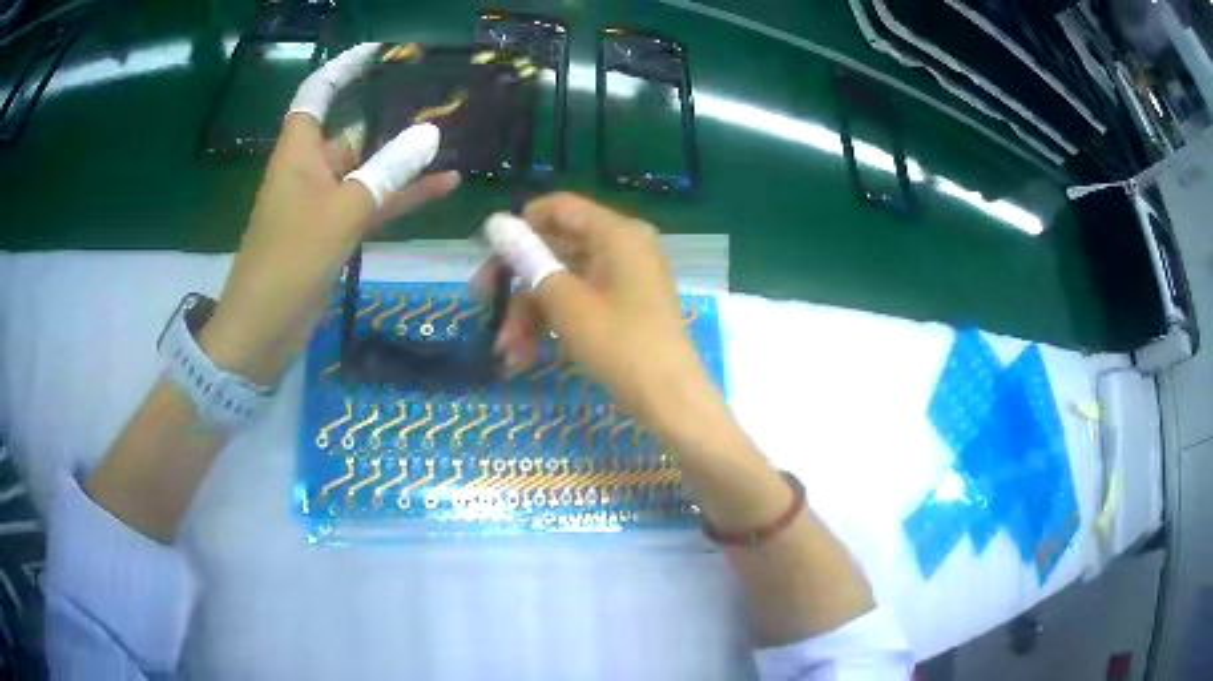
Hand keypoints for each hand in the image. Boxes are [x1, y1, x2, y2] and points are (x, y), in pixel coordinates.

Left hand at [199, 44, 459, 384]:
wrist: (264, 331)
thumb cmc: (289, 262)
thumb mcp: (342, 212)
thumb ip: (387, 172)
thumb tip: (430, 134)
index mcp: (298, 153)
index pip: (318, 94)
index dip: (343, 70)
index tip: (378, 53)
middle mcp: (309, 170)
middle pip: (352, 132)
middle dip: (392, 119)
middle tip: (442, 103)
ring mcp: (322, 202)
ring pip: (367, 171)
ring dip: (404, 164)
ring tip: (452, 145)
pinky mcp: (332, 232)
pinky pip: (370, 204)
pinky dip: (399, 199)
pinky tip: (441, 189)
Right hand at [488, 193, 714, 431]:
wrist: (671, 401)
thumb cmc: (619, 344)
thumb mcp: (566, 303)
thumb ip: (528, 260)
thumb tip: (495, 223)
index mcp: (617, 233)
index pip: (559, 208)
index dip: (520, 226)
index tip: (488, 253)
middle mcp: (624, 247)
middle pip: (557, 249)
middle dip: (518, 283)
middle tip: (481, 304)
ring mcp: (626, 278)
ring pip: (564, 283)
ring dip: (530, 315)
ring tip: (507, 352)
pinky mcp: (625, 307)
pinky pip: (581, 303)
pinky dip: (554, 325)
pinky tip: (526, 357)